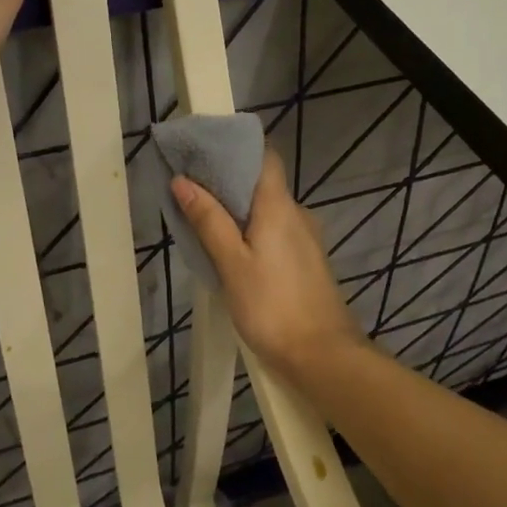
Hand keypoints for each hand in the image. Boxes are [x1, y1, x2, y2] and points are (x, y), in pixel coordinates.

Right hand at [172, 151, 364, 375]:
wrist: (322, 355)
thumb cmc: (272, 306)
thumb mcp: (232, 264)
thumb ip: (209, 221)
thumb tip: (183, 181)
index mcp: (280, 206)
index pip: (265, 157)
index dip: (236, 150)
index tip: (204, 153)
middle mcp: (298, 214)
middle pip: (264, 184)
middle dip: (229, 183)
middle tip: (191, 189)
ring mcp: (306, 239)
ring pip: (269, 211)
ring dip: (240, 211)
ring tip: (204, 221)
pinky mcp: (308, 262)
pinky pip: (276, 233)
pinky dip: (254, 233)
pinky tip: (232, 252)